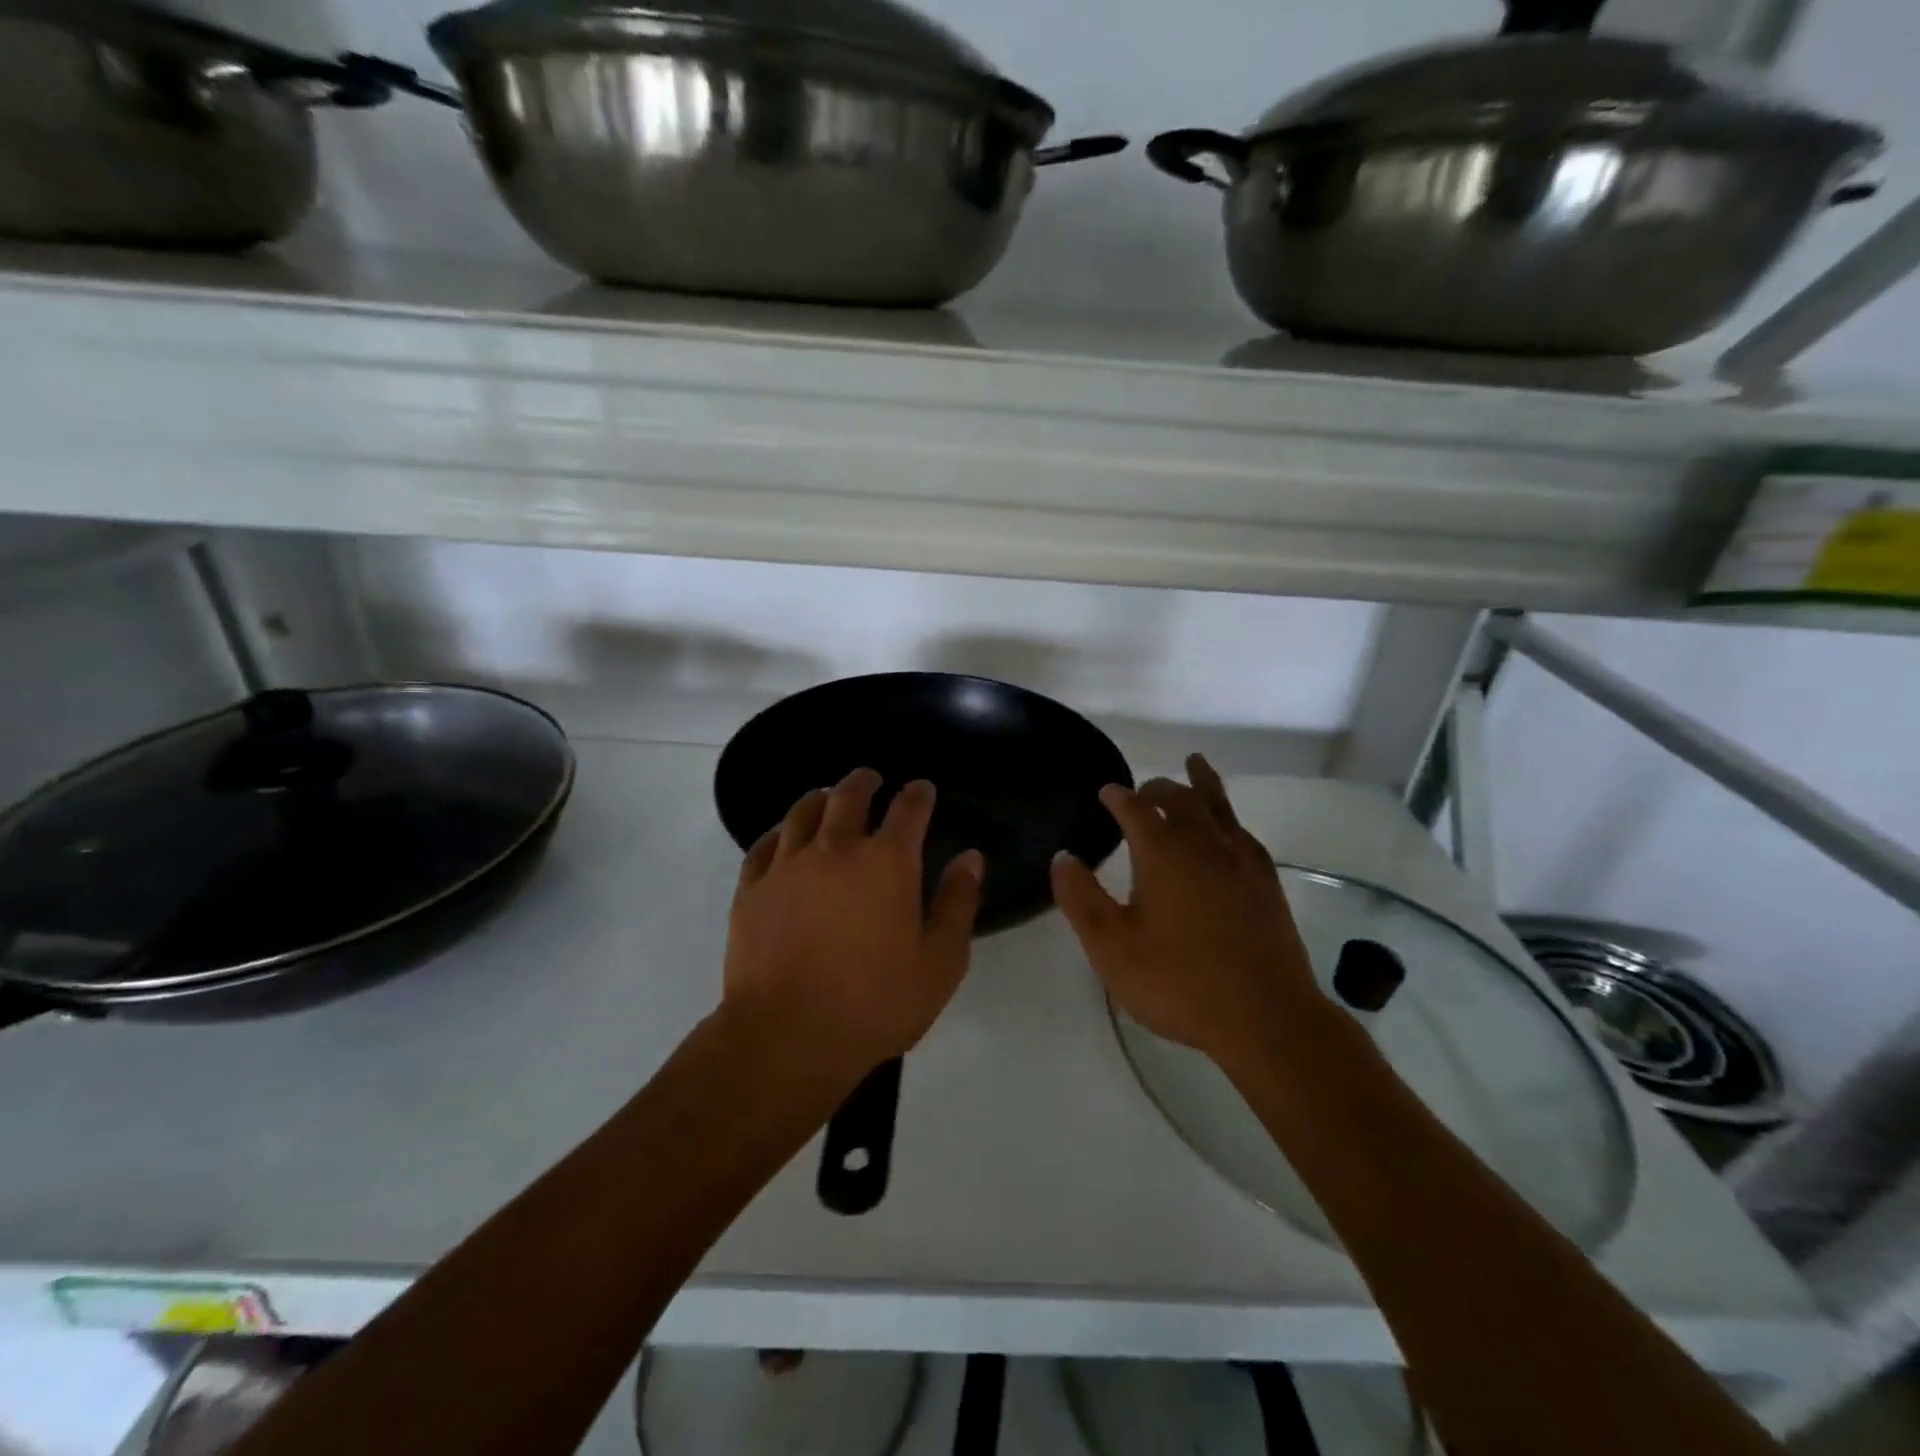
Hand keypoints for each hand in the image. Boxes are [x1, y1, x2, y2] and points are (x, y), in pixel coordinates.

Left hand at [724, 768, 983, 1082]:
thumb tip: (970, 858)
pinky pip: (764, 845)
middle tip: (871, 779)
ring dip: (820, 798)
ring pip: (803, 812)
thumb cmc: (874, 1003)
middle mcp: (836, 849)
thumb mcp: (940, 963)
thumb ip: (958, 904)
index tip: (922, 789)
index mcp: (887, 862)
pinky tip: (782, 837)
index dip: (918, 794)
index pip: (908, 809)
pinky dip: (779, 832)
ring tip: (826, 797)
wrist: (787, 1036)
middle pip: (850, 796)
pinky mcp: (751, 888)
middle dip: (865, 782)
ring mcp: (788, 865)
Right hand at [1051, 754, 1319, 1067]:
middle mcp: (1203, 843)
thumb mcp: (1111, 946)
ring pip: (1217, 806)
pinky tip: (1228, 828)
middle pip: (1179, 798)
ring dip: (1200, 783)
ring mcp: (1241, 860)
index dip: (1117, 797)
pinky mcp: (1266, 882)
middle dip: (1156, 788)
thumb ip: (1081, 898)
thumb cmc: (1179, 981)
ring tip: (1194, 763)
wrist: (1265, 1016)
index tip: (1106, 792)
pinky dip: (1228, 817)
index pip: (1134, 809)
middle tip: (1141, 790)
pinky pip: (1242, 832)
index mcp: (1163, 852)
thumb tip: (1062, 857)